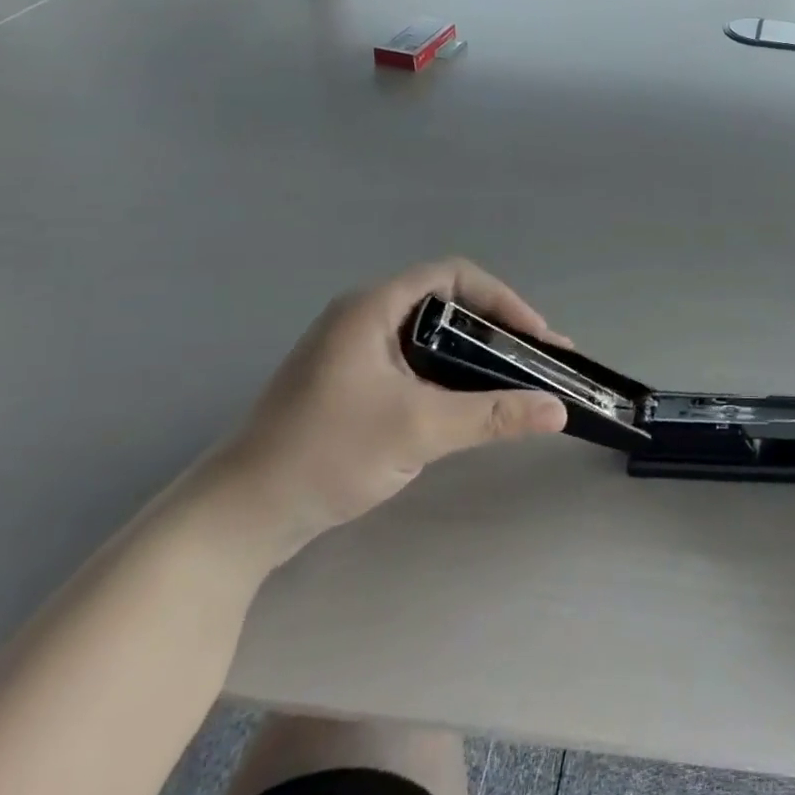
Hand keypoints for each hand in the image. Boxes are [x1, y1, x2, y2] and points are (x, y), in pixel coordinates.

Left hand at [206, 259, 568, 567]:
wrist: (236, 518)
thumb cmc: (326, 454)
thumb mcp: (418, 430)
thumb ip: (492, 415)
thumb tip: (558, 410)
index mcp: (373, 307)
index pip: (454, 276)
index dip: (501, 299)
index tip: (535, 336)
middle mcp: (364, 318)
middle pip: (446, 305)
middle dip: (497, 329)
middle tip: (536, 360)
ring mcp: (354, 353)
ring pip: (432, 338)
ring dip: (476, 356)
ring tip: (516, 381)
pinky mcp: (350, 385)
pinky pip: (415, 365)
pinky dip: (450, 376)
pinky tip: (471, 403)